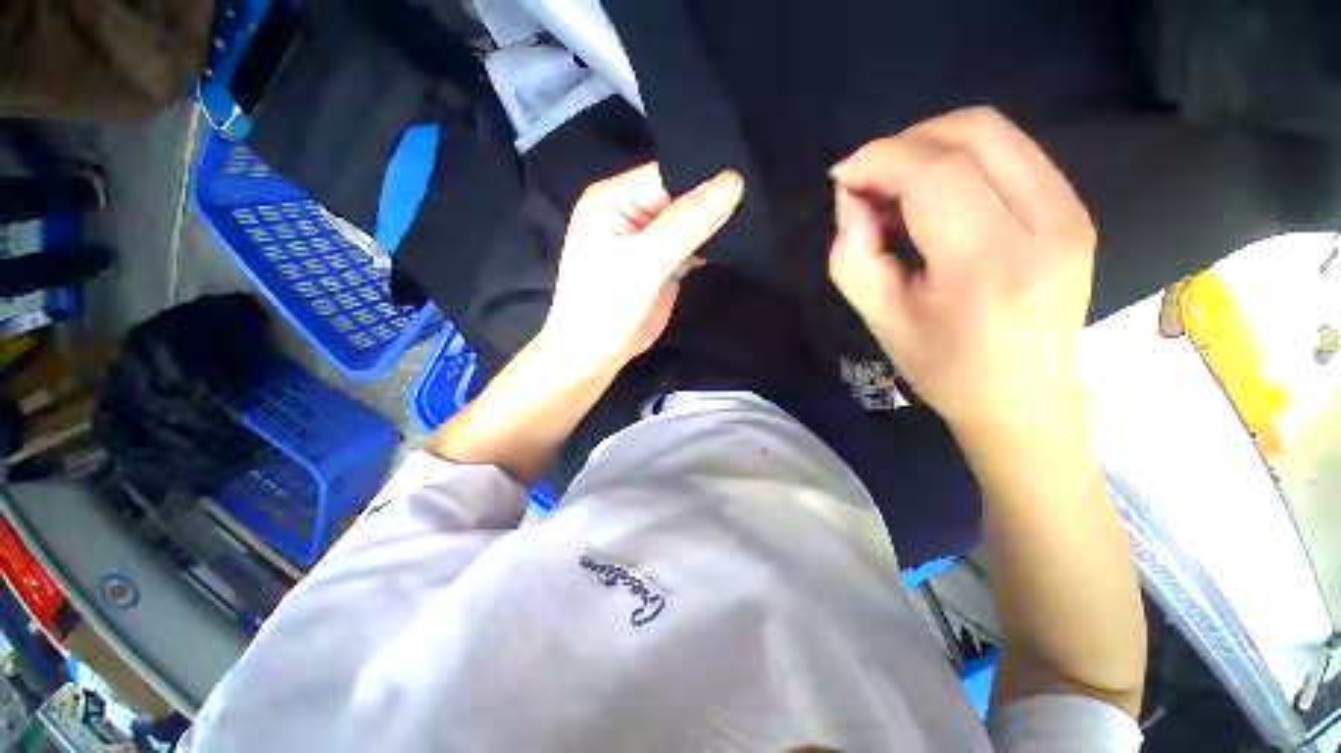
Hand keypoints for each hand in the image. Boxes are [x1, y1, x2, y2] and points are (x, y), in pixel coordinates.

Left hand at [540, 163, 743, 373]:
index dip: (705, 177)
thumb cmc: (606, 307)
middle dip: (714, 200)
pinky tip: (736, 242)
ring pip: (689, 221)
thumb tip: (733, 182)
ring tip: (754, 217)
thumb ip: (686, 223)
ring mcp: (647, 238)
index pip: (668, 174)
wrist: (596, 355)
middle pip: (681, 195)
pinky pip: (691, 244)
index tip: (748, 179)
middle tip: (758, 198)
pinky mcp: (661, 262)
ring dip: (715, 224)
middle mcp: (630, 211)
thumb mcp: (644, 262)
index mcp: (613, 198)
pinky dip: (710, 245)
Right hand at [828, 107, 1095, 436]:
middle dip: (904, 143)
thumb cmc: (945, 368)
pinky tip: (933, 199)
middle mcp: (1046, 224)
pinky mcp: (1074, 209)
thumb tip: (852, 197)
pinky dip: (959, 159)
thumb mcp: (880, 319)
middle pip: (973, 132)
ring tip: (897, 193)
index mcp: (989, 265)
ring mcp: (1071, 211)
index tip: (842, 179)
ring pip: (994, 133)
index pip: (935, 173)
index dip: (879, 159)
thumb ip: (852, 255)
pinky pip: (1010, 153)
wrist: (1024, 397)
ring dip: (930, 148)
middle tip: (868, 183)